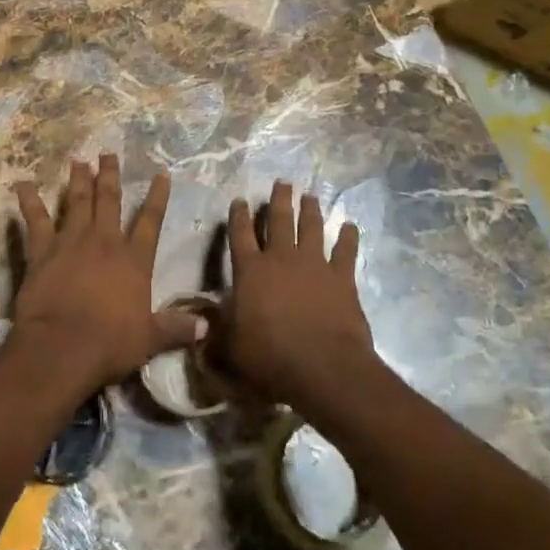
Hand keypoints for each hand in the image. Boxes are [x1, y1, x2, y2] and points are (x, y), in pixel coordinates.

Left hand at [10, 154, 200, 389]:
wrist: (63, 347)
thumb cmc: (110, 344)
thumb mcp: (150, 339)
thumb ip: (176, 329)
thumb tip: (206, 327)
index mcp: (134, 260)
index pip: (150, 222)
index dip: (157, 197)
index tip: (161, 174)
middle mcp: (105, 242)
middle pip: (110, 201)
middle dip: (110, 176)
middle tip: (107, 153)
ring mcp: (72, 242)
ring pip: (77, 203)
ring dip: (78, 181)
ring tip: (78, 161)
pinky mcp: (43, 251)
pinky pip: (35, 220)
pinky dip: (29, 201)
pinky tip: (23, 184)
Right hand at [222, 181, 374, 405]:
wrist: (321, 366)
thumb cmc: (269, 357)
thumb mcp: (230, 348)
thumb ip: (215, 332)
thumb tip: (199, 324)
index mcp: (250, 271)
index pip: (240, 234)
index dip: (238, 215)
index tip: (240, 199)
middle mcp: (281, 258)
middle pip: (279, 220)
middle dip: (279, 199)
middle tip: (283, 182)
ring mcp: (314, 264)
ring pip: (311, 227)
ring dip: (310, 210)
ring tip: (310, 196)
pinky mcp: (341, 277)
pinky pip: (346, 251)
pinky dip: (348, 237)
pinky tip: (350, 226)